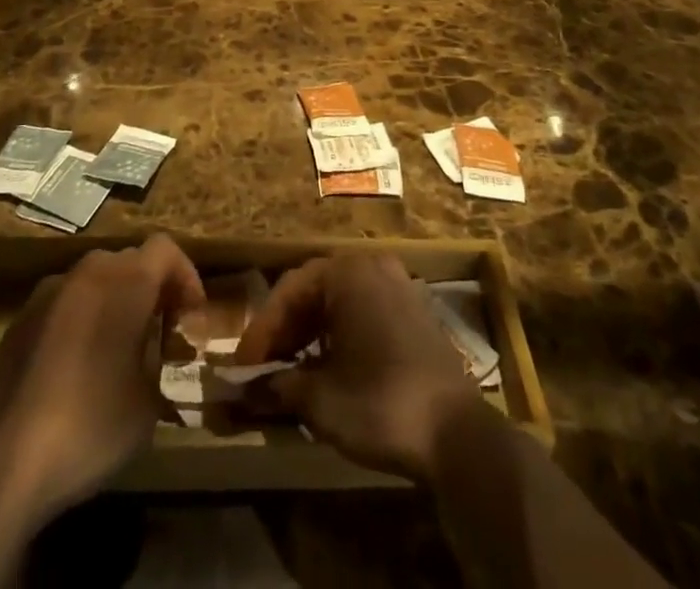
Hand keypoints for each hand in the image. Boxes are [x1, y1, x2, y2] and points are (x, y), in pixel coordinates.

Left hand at [0, 234, 204, 523]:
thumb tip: (160, 355)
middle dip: (150, 289)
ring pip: (94, 280)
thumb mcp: (148, 404)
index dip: (185, 276)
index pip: (166, 249)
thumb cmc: (90, 425)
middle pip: (130, 261)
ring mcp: (48, 293)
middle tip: (160, 331)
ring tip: (119, 351)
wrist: (1, 461)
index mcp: (126, 281)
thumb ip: (162, 362)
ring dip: (113, 303)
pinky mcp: (19, 320)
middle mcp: (88, 272)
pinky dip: (80, 321)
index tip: (191, 316)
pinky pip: (63, 305)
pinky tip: (76, 370)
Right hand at [234, 252, 481, 483]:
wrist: (458, 434)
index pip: (289, 291)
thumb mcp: (320, 400)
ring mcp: (397, 286)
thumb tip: (241, 392)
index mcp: (347, 272)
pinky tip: (327, 370)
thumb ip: (277, 386)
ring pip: (338, 302)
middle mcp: (372, 266)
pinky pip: (362, 312)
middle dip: (283, 332)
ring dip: (308, 335)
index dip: (261, 332)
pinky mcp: (413, 312)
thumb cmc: (381, 403)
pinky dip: (337, 336)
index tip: (241, 370)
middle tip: (261, 372)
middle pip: (313, 291)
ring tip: (289, 375)